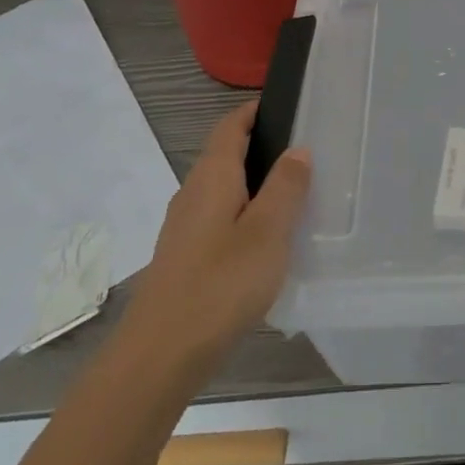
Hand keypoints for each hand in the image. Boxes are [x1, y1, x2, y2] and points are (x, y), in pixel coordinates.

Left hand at [130, 100, 313, 367]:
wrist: (158, 357)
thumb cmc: (220, 285)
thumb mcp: (267, 232)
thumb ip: (285, 187)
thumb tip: (297, 149)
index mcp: (213, 176)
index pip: (231, 125)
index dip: (255, 110)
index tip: (289, 107)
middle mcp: (193, 192)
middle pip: (226, 154)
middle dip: (261, 146)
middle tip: (306, 153)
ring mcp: (184, 227)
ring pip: (223, 188)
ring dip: (254, 182)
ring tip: (294, 195)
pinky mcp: (184, 257)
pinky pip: (219, 217)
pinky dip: (244, 213)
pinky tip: (266, 241)